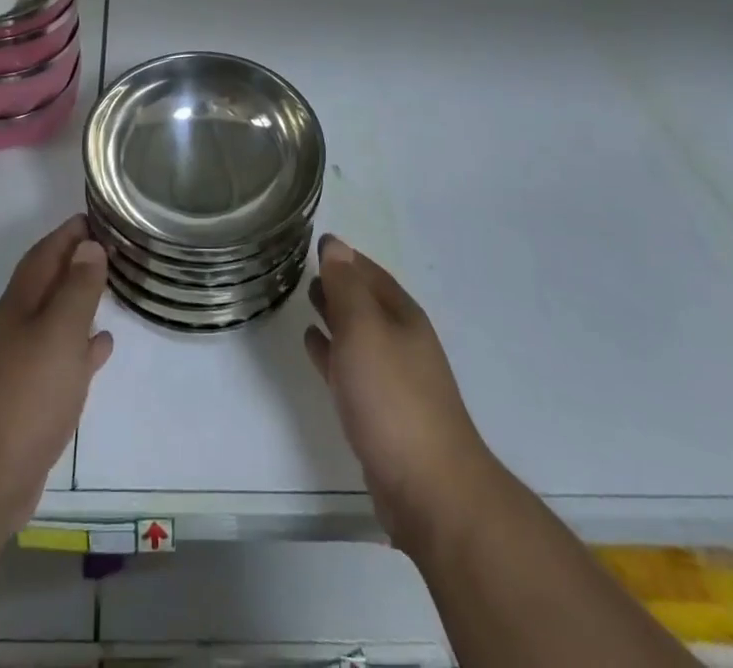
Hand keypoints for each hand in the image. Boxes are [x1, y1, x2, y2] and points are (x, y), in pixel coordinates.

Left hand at [0, 217, 113, 537]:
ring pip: (56, 319)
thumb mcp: (58, 334)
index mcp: (21, 304)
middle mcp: (18, 327)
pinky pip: (62, 358)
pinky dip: (82, 346)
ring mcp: (22, 365)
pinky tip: (101, 346)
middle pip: (48, 283)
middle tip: (111, 247)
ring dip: (79, 301)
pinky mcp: (31, 400)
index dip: (67, 234)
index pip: (45, 254)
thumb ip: (76, 289)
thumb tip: (89, 246)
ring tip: (111, 286)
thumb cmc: (24, 396)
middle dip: (75, 262)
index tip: (96, 216)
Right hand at [304, 235, 494, 557]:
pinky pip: (349, 366)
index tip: (316, 241)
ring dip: (333, 314)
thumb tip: (335, 244)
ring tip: (305, 298)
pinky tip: (313, 344)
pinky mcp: (379, 411)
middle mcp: (401, 341)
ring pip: (356, 333)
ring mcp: (393, 378)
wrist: (429, 490)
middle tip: (303, 267)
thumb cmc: (392, 398)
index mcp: (402, 316)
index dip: (344, 256)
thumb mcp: (363, 329)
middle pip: (365, 301)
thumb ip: (346, 286)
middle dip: (338, 283)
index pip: (369, 272)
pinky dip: (330, 350)